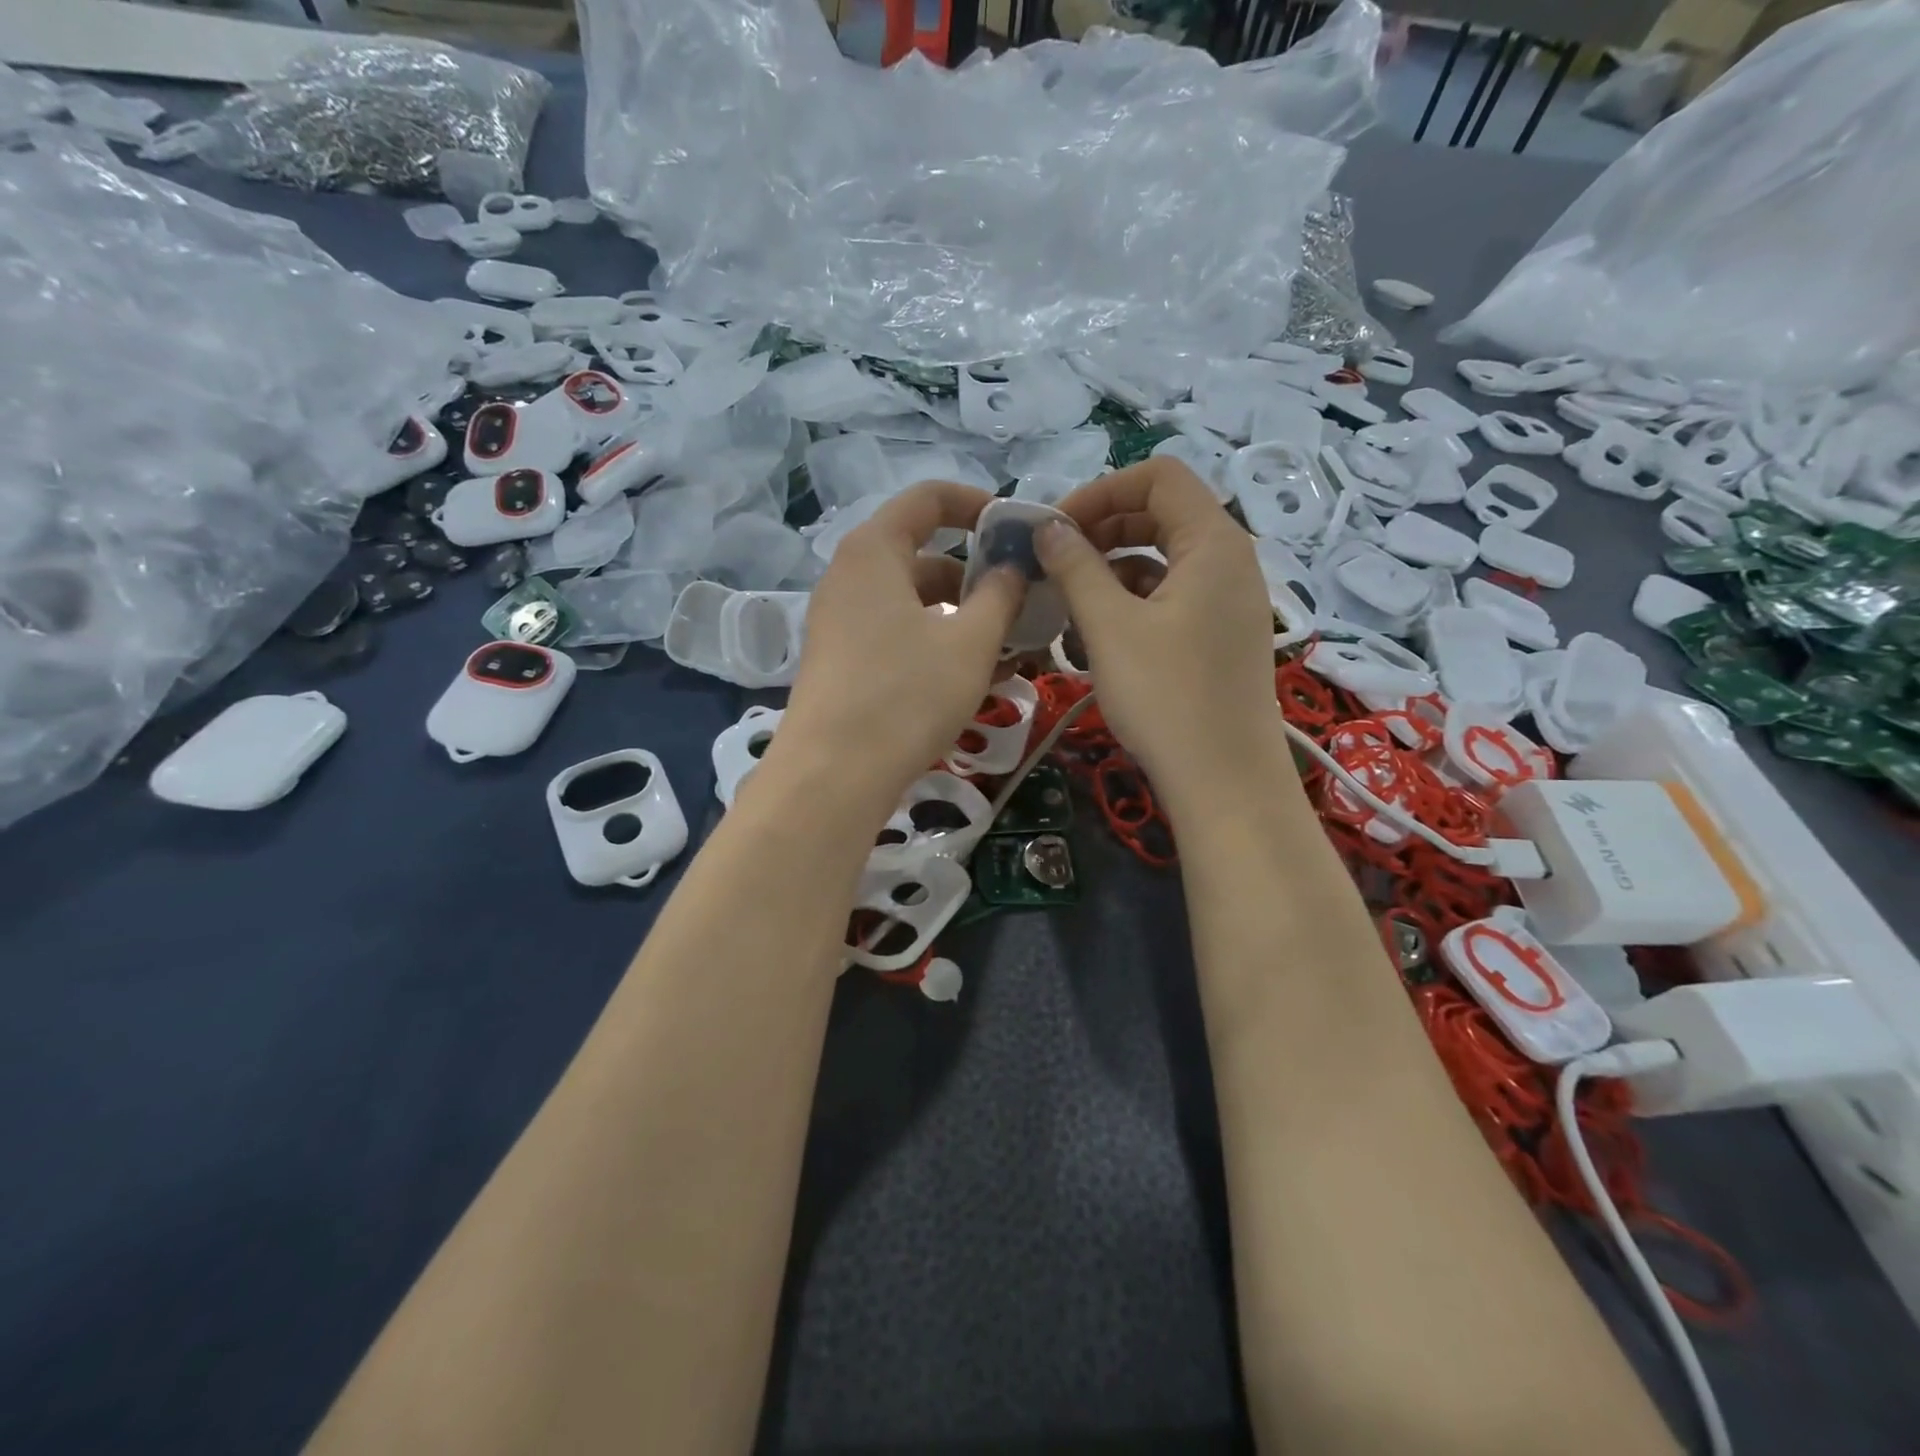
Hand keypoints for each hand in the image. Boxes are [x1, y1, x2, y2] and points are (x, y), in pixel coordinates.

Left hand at [773, 481, 1023, 823]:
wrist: (834, 775)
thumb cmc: (907, 695)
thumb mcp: (971, 642)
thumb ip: (1000, 595)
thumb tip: (1012, 567)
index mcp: (873, 551)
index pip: (927, 498)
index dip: (976, 505)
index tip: (1015, 531)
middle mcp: (849, 576)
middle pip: (921, 553)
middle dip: (976, 575)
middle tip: (1021, 603)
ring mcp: (840, 621)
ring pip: (912, 601)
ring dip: (961, 616)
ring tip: (1008, 650)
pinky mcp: (841, 660)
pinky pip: (896, 633)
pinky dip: (935, 642)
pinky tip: (971, 677)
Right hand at [1038, 459, 1288, 816]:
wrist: (1222, 781)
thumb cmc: (1165, 696)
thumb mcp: (1109, 626)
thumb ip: (1076, 567)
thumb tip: (1048, 528)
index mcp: (1213, 542)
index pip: (1158, 477)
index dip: (1100, 491)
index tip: (1055, 529)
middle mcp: (1230, 560)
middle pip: (1162, 513)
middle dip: (1103, 528)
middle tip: (1055, 561)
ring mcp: (1229, 600)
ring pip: (1164, 558)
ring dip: (1113, 567)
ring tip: (1068, 601)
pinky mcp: (1220, 635)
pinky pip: (1172, 595)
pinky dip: (1132, 600)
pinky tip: (1097, 633)